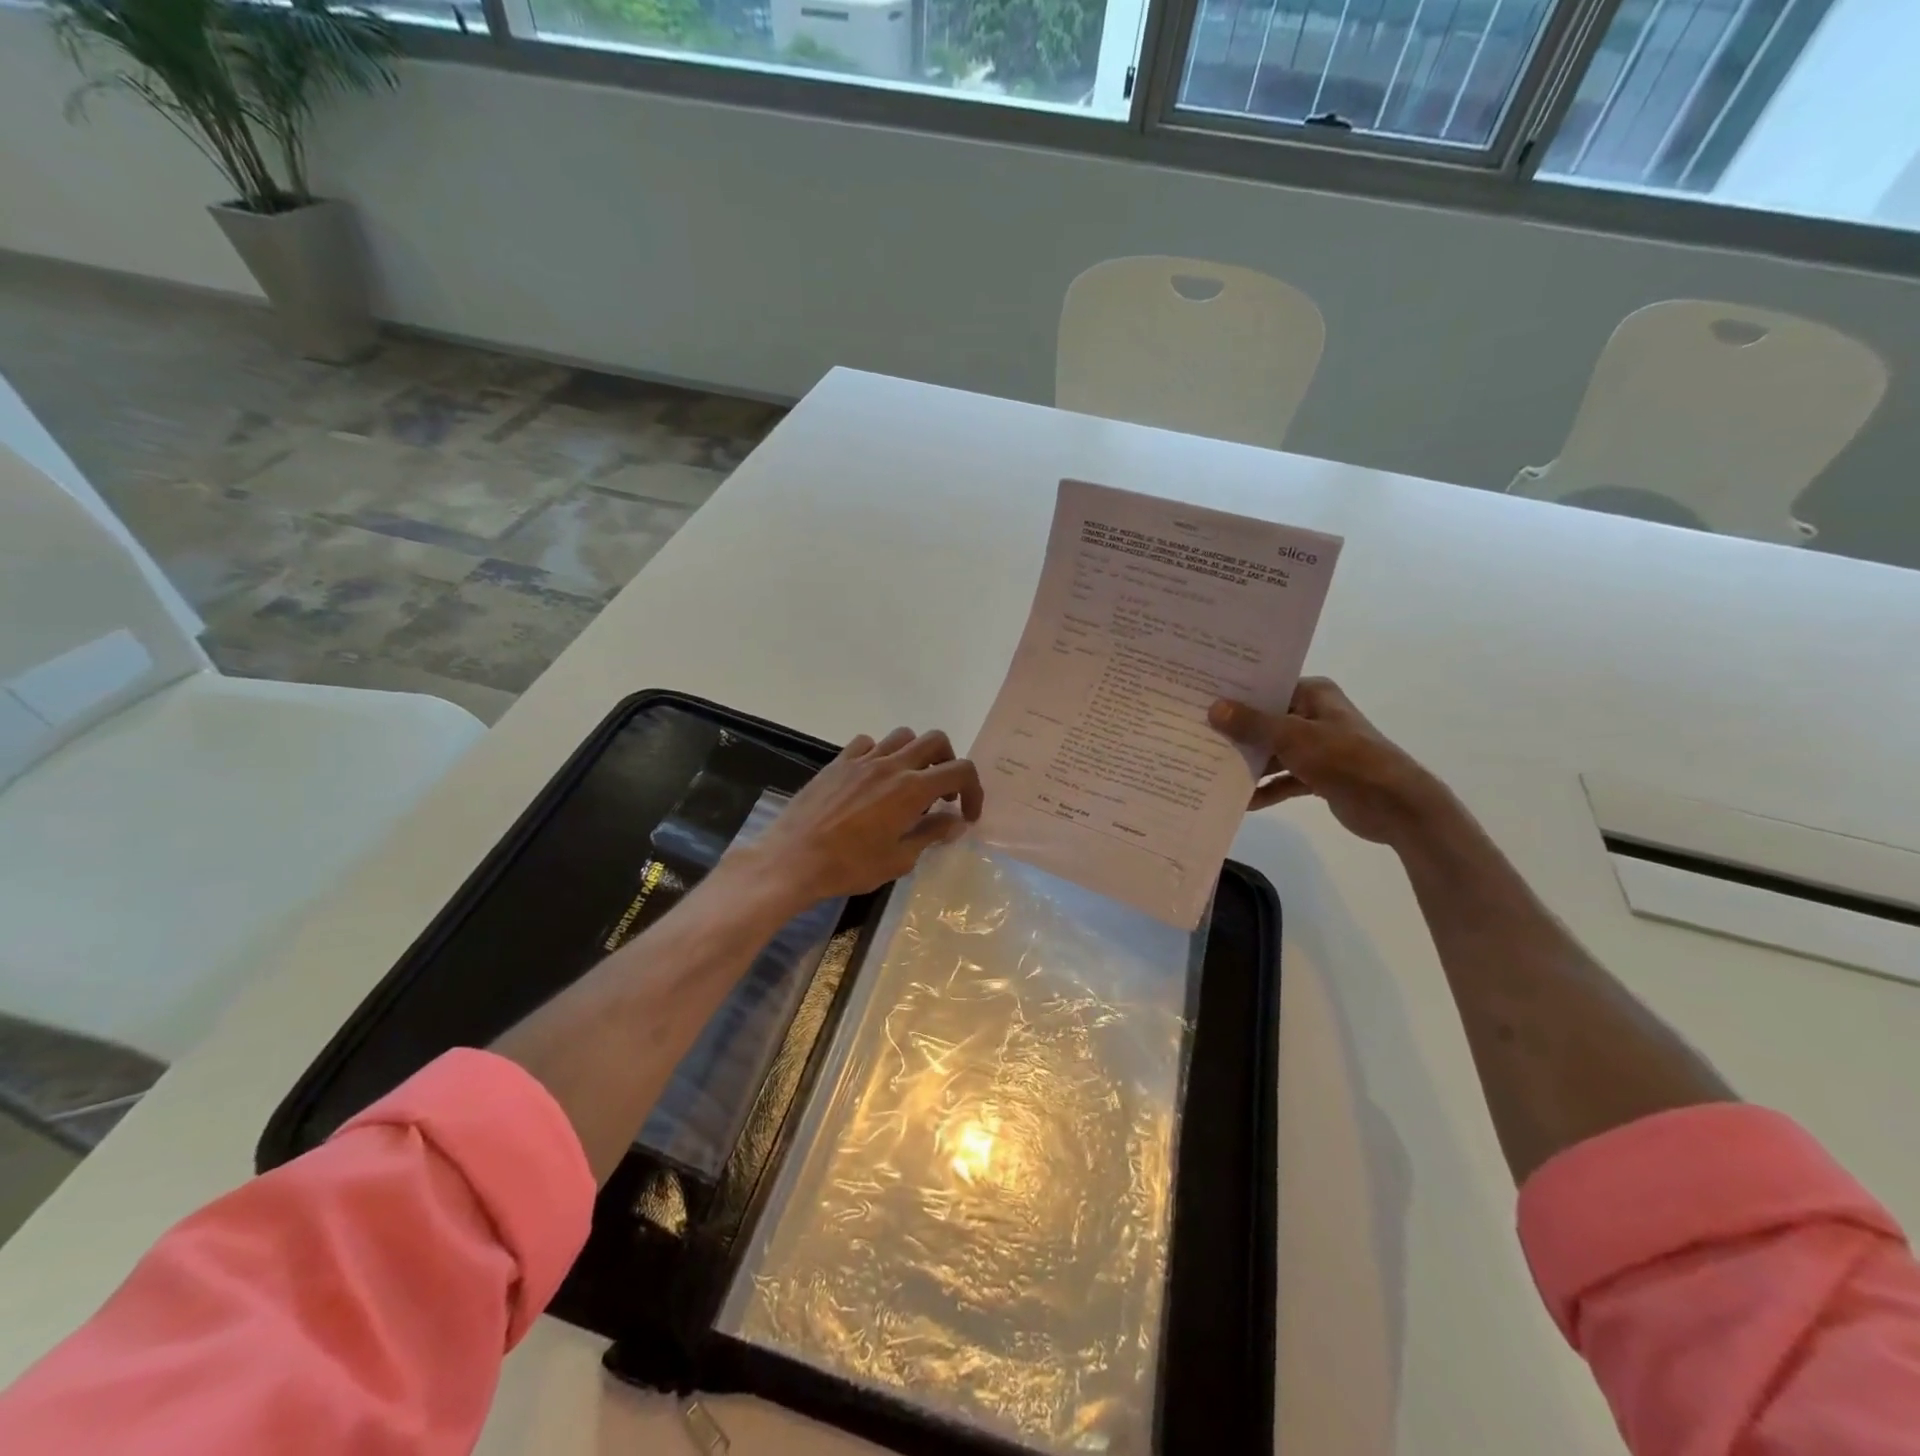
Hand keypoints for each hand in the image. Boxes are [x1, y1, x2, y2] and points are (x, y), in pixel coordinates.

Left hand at [743, 727, 984, 903]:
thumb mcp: (899, 859)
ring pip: (902, 736)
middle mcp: (891, 765)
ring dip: (916, 755)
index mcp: (912, 789)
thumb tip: (955, 822)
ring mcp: (862, 760)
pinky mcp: (838, 762)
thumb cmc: (849, 866)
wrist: (792, 859)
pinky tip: (874, 779)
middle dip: (948, 763)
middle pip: (935, 741)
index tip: (967, 815)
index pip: (960, 771)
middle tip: (942, 794)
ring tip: (909, 783)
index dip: (974, 791)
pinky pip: (868, 743)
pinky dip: (880, 755)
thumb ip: (931, 834)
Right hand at [1208, 677, 1448, 846]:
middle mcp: (1314, 715)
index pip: (1267, 688)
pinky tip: (1241, 801)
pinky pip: (1282, 779)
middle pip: (1265, 721)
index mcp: (1313, 694)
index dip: (1235, 694)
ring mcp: (1316, 747)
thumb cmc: (1345, 758)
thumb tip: (1214, 708)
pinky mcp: (1317, 776)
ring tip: (1209, 768)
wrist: (1395, 805)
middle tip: (1194, 734)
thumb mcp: (1293, 737)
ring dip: (1247, 763)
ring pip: (1271, 752)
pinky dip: (1265, 789)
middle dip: (1235, 732)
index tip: (1199, 698)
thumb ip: (1252, 724)